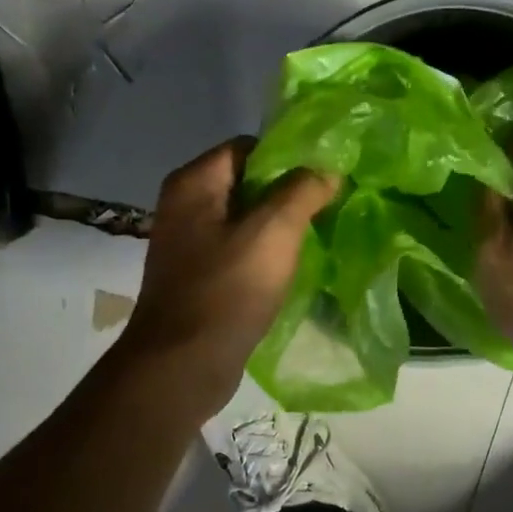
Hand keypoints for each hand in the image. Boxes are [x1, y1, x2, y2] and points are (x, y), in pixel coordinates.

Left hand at [121, 137, 337, 413]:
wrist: (183, 364)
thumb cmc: (227, 290)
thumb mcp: (273, 232)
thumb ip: (302, 191)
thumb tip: (326, 169)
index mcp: (194, 183)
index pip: (247, 147)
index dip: (288, 157)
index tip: (325, 177)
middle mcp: (185, 206)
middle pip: (247, 183)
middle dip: (289, 192)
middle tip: (329, 206)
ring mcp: (189, 244)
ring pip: (245, 219)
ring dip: (280, 226)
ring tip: (318, 235)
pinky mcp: (199, 276)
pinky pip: (239, 250)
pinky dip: (265, 253)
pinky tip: (292, 267)